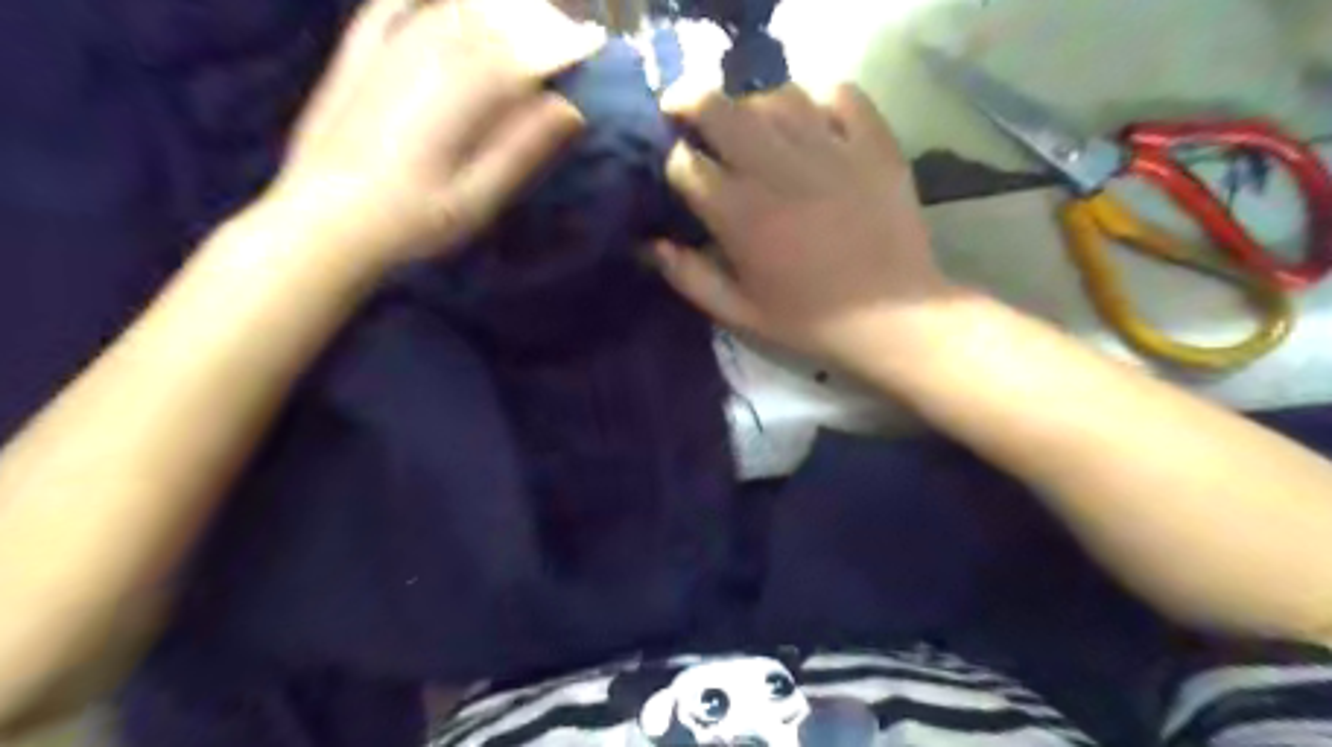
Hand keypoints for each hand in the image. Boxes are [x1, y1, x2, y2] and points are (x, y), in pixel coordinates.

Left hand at [268, 0, 603, 265]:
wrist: (325, 222)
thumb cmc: (412, 222)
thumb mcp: (478, 199)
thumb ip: (521, 151)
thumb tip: (570, 110)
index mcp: (462, 97)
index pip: (524, 55)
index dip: (562, 46)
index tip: (592, 44)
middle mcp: (427, 60)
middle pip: (491, 23)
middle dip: (534, 21)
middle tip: (565, 31)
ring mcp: (387, 54)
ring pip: (449, 10)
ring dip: (492, 8)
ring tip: (522, 14)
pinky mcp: (356, 59)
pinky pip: (387, 8)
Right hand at [659, 80, 956, 367]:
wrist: (892, 316)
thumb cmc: (810, 320)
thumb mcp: (740, 313)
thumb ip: (689, 278)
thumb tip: (648, 245)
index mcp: (740, 215)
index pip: (687, 164)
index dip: (675, 163)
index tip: (682, 173)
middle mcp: (777, 171)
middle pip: (719, 110)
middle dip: (690, 103)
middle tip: (687, 111)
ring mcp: (829, 151)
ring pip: (775, 96)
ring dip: (753, 105)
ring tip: (753, 125)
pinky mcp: (873, 144)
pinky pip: (839, 92)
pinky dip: (818, 97)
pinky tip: (811, 119)